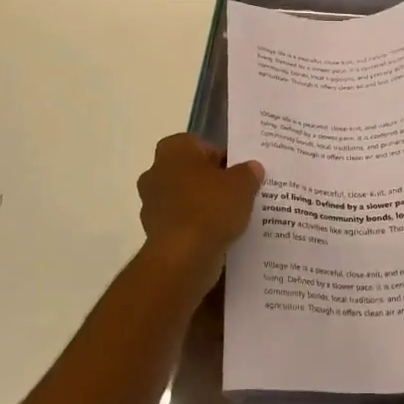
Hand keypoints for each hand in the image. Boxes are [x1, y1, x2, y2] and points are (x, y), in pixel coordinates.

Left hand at [136, 134, 263, 295]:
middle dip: (211, 181)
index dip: (223, 157)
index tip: (240, 173)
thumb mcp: (242, 184)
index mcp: (174, 149)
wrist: (182, 258)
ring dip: (203, 205)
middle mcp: (156, 171)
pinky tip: (217, 236)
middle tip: (237, 193)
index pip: (202, 145)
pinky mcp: (154, 232)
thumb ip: (248, 172)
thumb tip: (252, 167)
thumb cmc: (210, 208)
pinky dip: (195, 227)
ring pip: (185, 198)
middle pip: (191, 171)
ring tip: (231, 217)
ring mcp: (151, 203)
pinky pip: (181, 222)